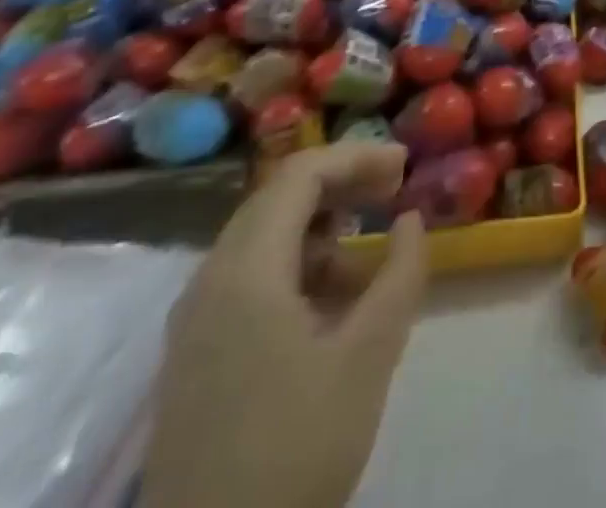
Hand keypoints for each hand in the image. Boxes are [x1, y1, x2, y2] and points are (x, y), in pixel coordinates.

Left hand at [142, 143, 428, 507]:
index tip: (406, 166)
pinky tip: (332, 303)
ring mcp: (195, 321)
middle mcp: (209, 282)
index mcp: (245, 273)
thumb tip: (411, 219)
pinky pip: (249, 277)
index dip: (357, 156)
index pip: (300, 174)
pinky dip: (297, 265)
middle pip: (278, 197)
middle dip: (342, 183)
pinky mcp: (195, 354)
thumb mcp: (369, 356)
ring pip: (263, 237)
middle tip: (394, 192)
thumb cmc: (295, 450)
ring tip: (369, 258)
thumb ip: (400, 274)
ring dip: (322, 226)